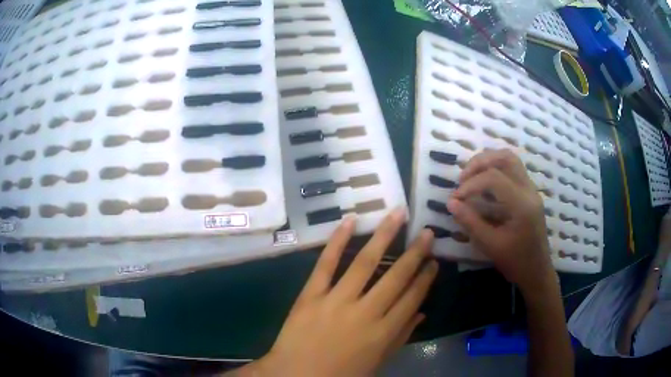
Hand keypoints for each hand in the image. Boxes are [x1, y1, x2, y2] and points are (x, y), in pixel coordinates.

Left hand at [254, 208, 437, 376]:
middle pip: (397, 277)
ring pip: (365, 262)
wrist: (295, 376)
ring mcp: (337, 301)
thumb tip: (421, 314)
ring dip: (384, 235)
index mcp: (384, 332)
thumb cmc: (340, 374)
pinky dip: (337, 240)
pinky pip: (326, 264)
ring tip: (398, 214)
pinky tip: (350, 221)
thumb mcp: (377, 362)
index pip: (412, 298)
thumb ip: (400, 338)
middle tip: (427, 232)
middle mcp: (366, 312)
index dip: (425, 278)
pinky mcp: (311, 295)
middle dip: (416, 252)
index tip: (434, 261)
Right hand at [447, 150, 551, 289]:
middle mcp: (529, 190)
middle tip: (462, 179)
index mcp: (522, 204)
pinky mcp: (529, 193)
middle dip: (479, 163)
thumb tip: (451, 202)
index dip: (471, 184)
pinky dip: (495, 168)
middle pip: (505, 158)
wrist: (537, 271)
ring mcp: (531, 189)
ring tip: (471, 177)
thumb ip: (470, 222)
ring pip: (510, 159)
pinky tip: (484, 183)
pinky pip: (513, 169)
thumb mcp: (490, 245)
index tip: (456, 198)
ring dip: (488, 161)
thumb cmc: (515, 262)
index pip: (494, 178)